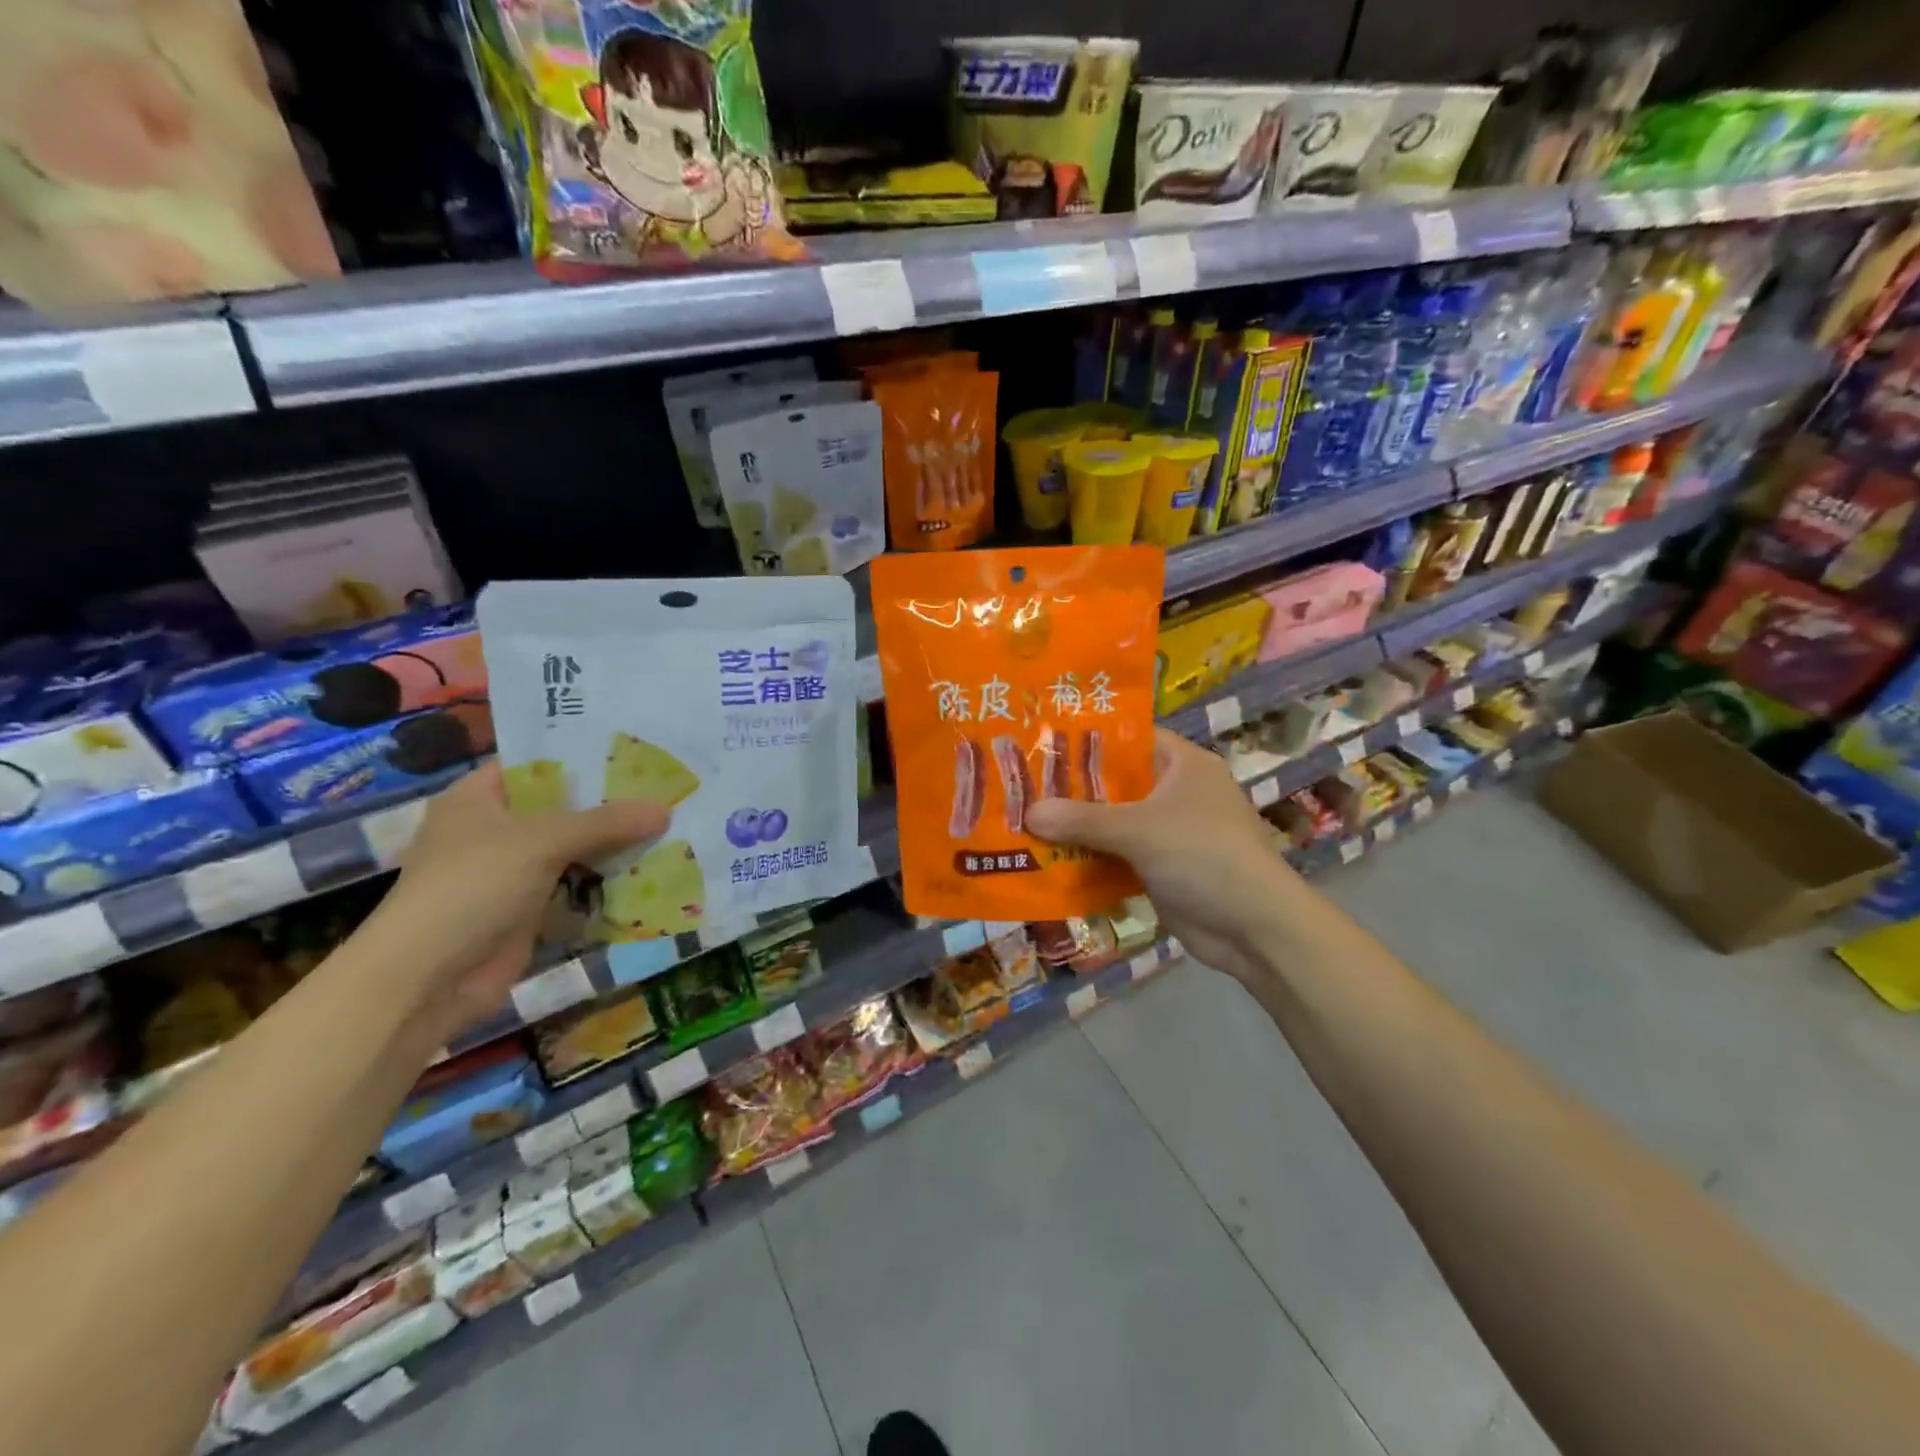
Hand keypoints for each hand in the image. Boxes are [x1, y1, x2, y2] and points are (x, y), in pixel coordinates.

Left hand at [362, 764, 667, 1042]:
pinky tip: (652, 873)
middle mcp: (494, 831)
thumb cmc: (472, 887)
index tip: (636, 750)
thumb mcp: (542, 842)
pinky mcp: (528, 912)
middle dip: (611, 805)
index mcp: (479, 799)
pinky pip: (576, 890)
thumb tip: (665, 809)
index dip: (583, 756)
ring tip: (671, 827)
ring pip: (574, 851)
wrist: (426, 980)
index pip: (537, 764)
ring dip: (615, 847)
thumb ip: (605, 823)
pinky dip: (607, 886)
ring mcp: (512, 874)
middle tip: (667, 789)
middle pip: (563, 809)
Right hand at [1026, 729, 1303, 982]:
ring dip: (1074, 829)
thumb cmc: (1204, 856)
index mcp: (1182, 764)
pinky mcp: (1161, 869)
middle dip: (1070, 789)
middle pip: (1114, 783)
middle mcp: (1175, 792)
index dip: (1087, 739)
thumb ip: (1082, 819)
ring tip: (1021, 820)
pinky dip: (1088, 859)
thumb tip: (1028, 812)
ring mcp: (1168, 833)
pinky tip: (1047, 861)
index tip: (1041, 742)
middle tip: (1020, 785)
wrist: (1256, 929)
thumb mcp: (1140, 829)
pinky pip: (1116, 856)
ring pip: (1112, 823)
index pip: (1128, 738)